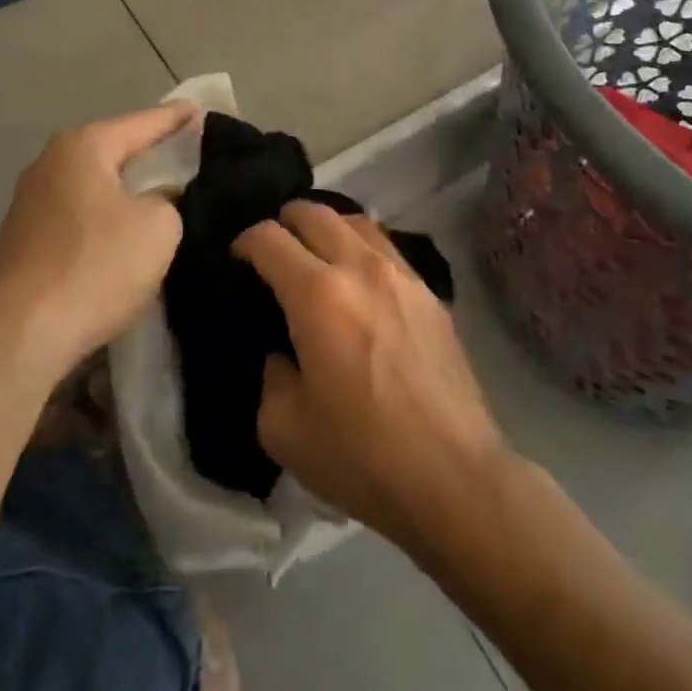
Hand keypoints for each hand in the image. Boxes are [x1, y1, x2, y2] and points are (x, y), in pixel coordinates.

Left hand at [0, 103, 196, 381]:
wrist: (21, 334)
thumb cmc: (96, 266)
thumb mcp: (158, 227)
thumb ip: (169, 200)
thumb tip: (159, 199)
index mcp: (83, 147)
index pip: (142, 123)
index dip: (176, 119)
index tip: (200, 111)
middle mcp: (50, 163)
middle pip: (112, 150)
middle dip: (148, 152)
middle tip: (186, 153)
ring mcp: (31, 202)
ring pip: (94, 185)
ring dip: (125, 189)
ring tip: (160, 193)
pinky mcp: (24, 240)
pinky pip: (78, 214)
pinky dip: (104, 216)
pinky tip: (123, 232)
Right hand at [234, 201, 506, 550]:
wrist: (455, 478)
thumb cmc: (363, 456)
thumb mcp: (284, 429)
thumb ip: (270, 375)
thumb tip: (282, 351)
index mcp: (317, 295)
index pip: (269, 239)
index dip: (244, 242)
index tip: (237, 261)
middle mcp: (360, 267)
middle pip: (314, 212)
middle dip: (284, 221)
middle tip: (273, 250)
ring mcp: (402, 275)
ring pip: (356, 221)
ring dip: (327, 228)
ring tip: (316, 254)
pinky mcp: (431, 293)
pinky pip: (387, 248)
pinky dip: (361, 248)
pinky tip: (359, 281)